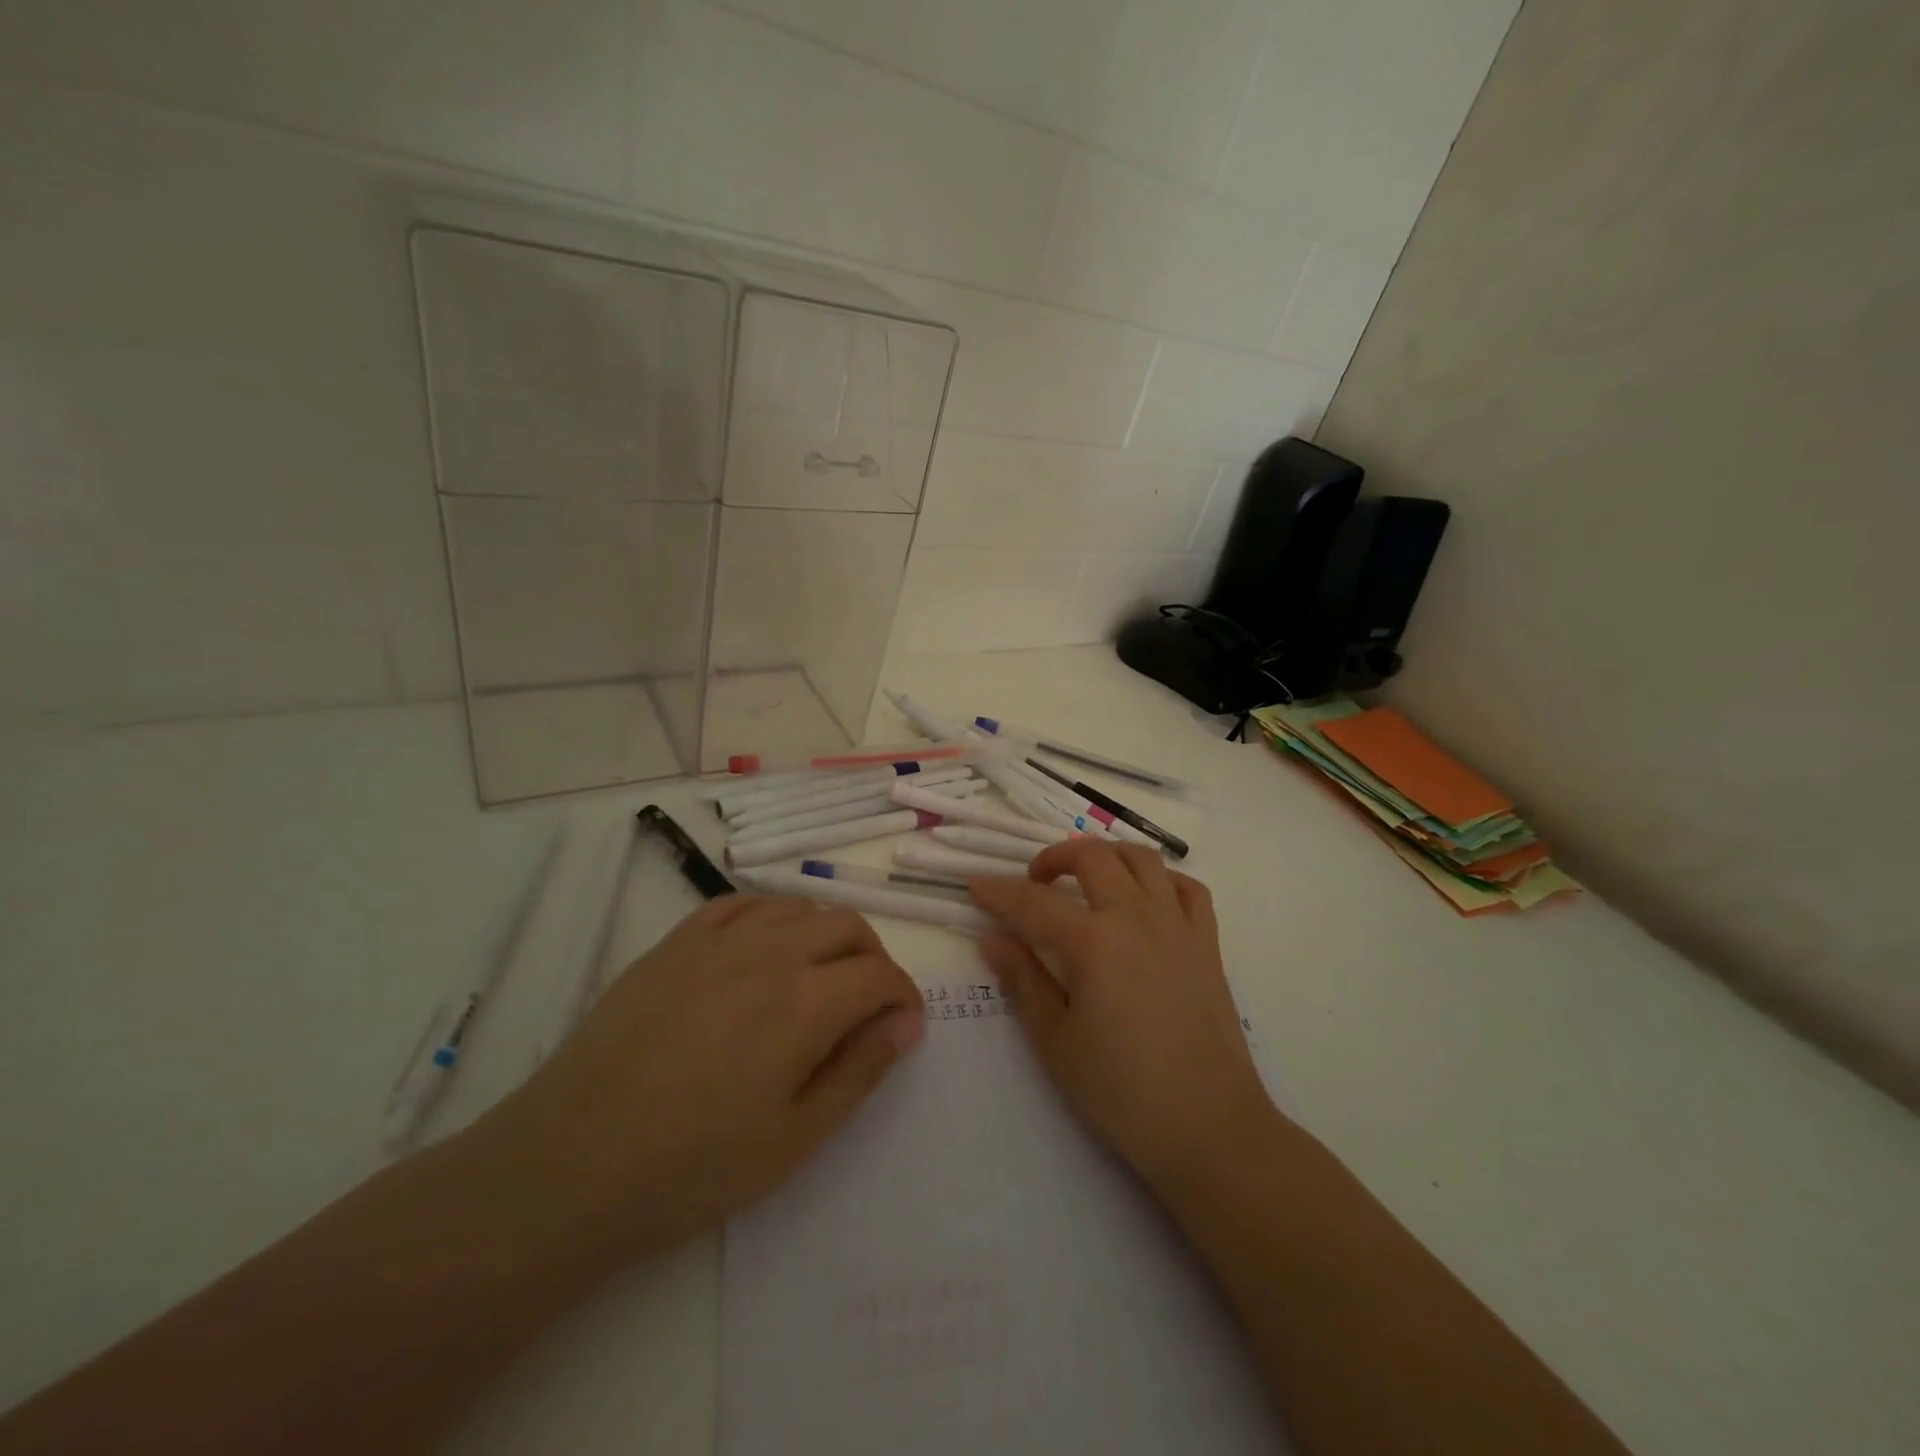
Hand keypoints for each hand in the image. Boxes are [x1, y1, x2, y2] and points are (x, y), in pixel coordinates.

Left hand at [483, 894, 923, 1261]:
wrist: (571, 1162)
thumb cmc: (692, 1166)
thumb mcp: (794, 1137)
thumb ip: (859, 1070)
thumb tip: (905, 1023)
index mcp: (805, 1002)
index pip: (879, 974)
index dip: (903, 996)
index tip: (903, 1026)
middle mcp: (770, 953)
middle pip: (847, 926)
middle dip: (873, 958)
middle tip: (867, 1004)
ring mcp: (718, 940)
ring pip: (797, 907)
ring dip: (825, 933)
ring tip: (817, 977)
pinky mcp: (676, 942)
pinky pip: (740, 905)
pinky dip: (770, 918)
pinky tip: (763, 951)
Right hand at [970, 841, 1272, 1191]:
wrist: (1209, 1127)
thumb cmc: (1121, 1092)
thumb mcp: (1056, 1041)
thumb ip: (1023, 980)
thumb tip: (992, 938)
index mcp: (1093, 942)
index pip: (1033, 903)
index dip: (999, 892)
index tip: (975, 886)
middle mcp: (1136, 917)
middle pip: (1092, 858)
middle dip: (1054, 858)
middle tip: (1034, 883)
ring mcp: (1178, 926)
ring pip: (1143, 859)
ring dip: (1107, 855)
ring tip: (1087, 878)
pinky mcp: (1208, 944)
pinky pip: (1187, 888)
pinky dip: (1161, 880)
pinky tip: (1145, 899)